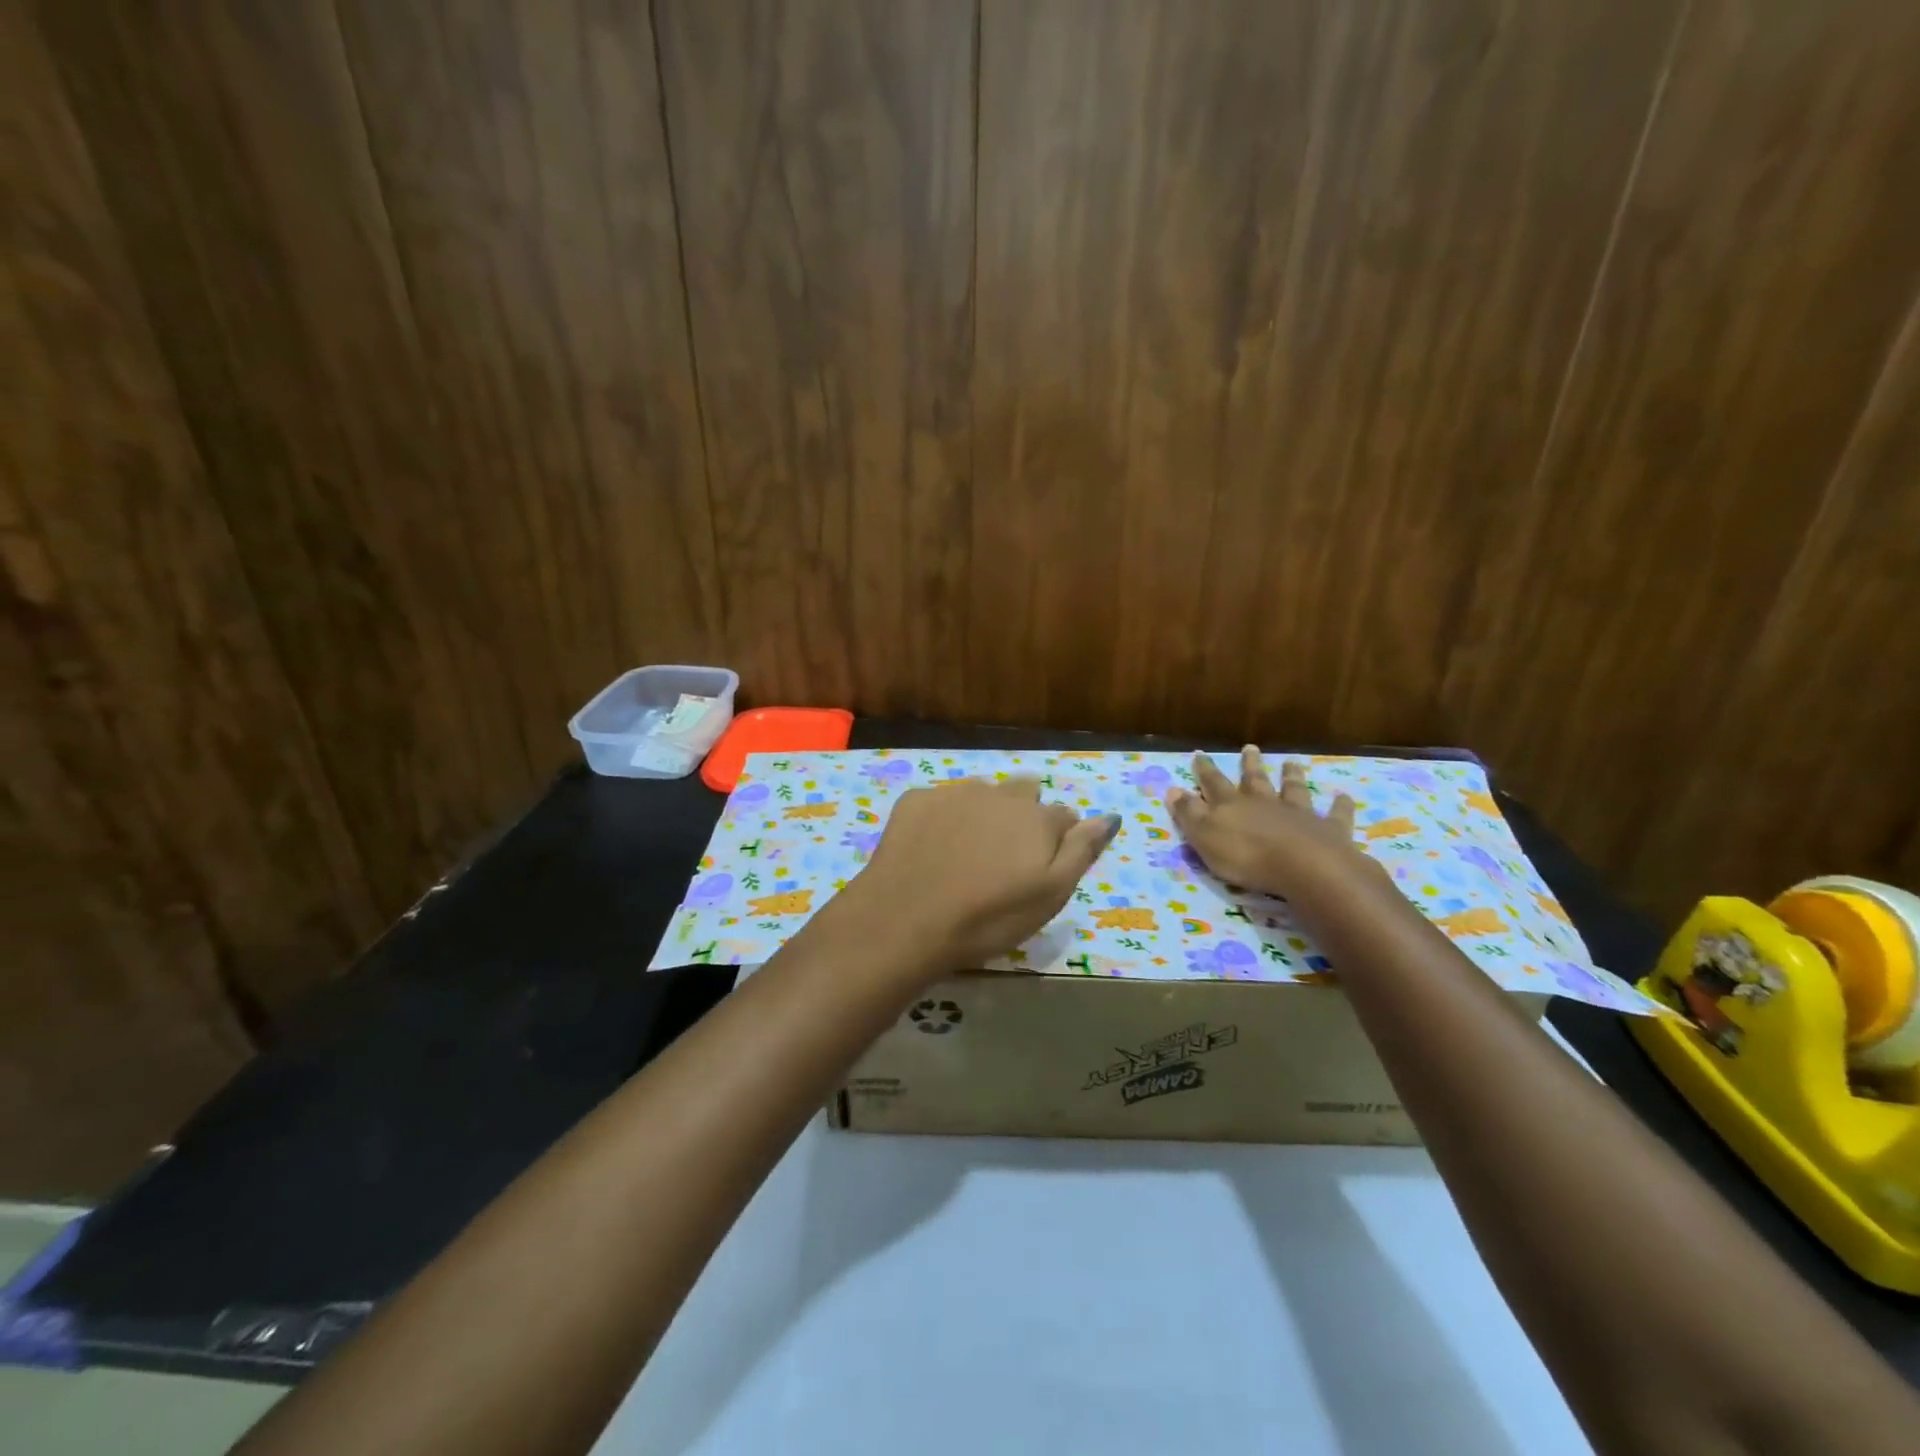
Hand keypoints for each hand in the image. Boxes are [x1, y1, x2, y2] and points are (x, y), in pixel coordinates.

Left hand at [836, 778, 1120, 976]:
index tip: (1040, 869)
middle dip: (1022, 817)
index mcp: (1037, 817)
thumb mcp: (1051, 895)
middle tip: (1004, 860)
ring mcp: (953, 793)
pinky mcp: (915, 800)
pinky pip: (940, 802)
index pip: (1064, 816)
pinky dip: (942, 819)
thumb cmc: (989, 918)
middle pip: (1023, 794)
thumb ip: (1081, 851)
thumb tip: (1109, 817)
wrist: (906, 920)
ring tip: (967, 855)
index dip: (1058, 841)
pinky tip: (931, 851)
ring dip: (983, 814)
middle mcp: (999, 793)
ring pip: (982, 795)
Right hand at [1166, 748, 1376, 895]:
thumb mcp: (1204, 837)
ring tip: (1292, 762)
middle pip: (1255, 781)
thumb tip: (1172, 789)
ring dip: (1292, 776)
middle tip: (1250, 748)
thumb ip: (1189, 813)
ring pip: (1294, 790)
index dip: (1205, 770)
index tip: (1200, 754)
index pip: (1213, 784)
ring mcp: (1298, 814)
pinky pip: (1335, 814)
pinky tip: (1343, 796)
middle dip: (1249, 765)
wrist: (1305, 867)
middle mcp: (1265, 803)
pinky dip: (1339, 805)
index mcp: (1232, 806)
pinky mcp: (1328, 830)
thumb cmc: (1247, 856)